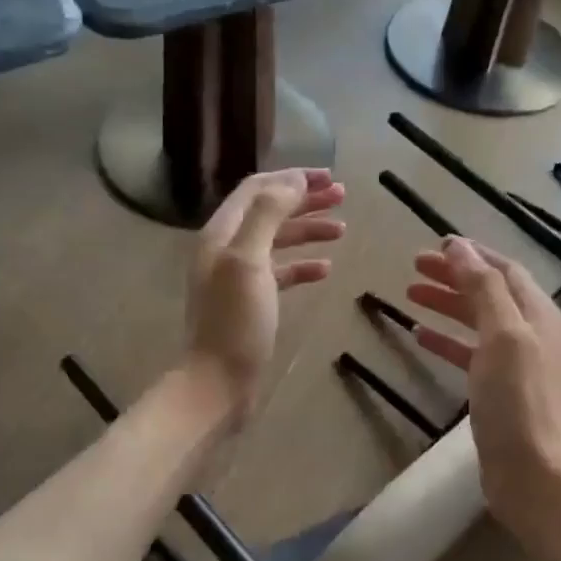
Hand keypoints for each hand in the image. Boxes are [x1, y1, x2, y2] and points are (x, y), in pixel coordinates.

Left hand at [184, 169, 345, 425]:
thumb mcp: (248, 260)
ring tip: (342, 228)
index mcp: (221, 233)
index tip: (328, 176)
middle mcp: (226, 249)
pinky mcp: (251, 303)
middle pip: (268, 211)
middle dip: (304, 200)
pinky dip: (303, 265)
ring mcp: (238, 277)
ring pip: (277, 241)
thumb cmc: (235, 322)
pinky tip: (325, 268)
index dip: (291, 178)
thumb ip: (268, 215)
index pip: (256, 189)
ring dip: (308, 230)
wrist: (218, 383)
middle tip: (342, 196)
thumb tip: (292, 181)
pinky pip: (280, 273)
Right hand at [406, 237, 560, 522]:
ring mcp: (515, 362)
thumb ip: (483, 288)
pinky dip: (446, 340)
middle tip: (414, 266)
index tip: (437, 244)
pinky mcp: (498, 389)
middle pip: (488, 292)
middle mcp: (530, 332)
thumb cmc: (516, 399)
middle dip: (454, 276)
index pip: (504, 270)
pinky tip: (420, 336)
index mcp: (537, 314)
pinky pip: (469, 353)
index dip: (472, 254)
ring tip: (409, 294)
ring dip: (446, 304)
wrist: (530, 470)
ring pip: (477, 321)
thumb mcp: (502, 335)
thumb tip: (461, 247)